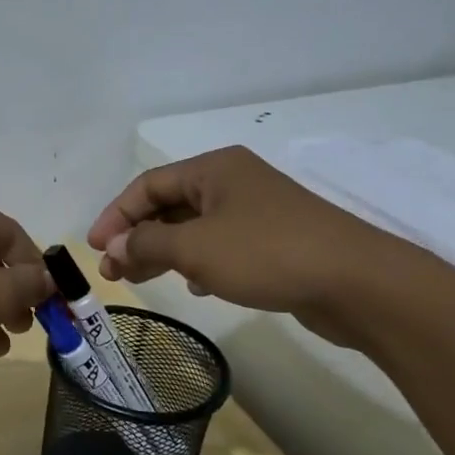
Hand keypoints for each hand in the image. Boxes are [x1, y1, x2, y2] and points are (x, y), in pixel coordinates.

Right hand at [87, 146, 416, 345]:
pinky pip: (219, 246)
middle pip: (168, 206)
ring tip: (138, 279)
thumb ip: (145, 242)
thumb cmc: (267, 253)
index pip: (147, 185)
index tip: (95, 247)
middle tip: (112, 270)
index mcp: (213, 169)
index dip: (115, 214)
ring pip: (192, 228)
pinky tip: (192, 285)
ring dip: (161, 252)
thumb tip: (113, 244)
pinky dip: (196, 262)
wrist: (358, 284)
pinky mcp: (273, 242)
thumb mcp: (194, 247)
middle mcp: (233, 183)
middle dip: (135, 237)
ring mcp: (256, 212)